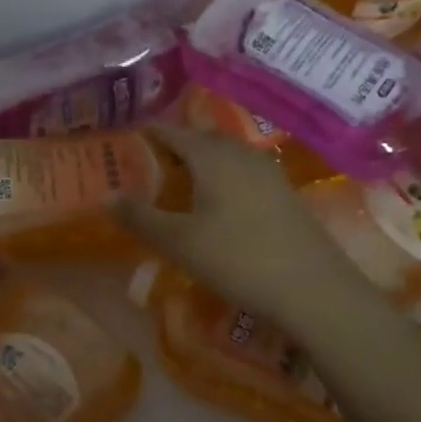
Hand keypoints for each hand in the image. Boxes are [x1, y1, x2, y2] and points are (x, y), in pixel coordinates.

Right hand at [113, 124, 388, 340]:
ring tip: (182, 181)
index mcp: (212, 155)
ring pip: (226, 154)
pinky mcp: (285, 193)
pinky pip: (244, 171)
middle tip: (152, 162)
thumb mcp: (179, 242)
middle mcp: (240, 153)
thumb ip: (140, 217)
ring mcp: (268, 171)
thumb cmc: (238, 259)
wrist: (314, 290)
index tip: (129, 139)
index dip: (149, 133)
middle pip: (202, 138)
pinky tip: (220, 202)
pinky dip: (224, 176)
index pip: (173, 132)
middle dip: (176, 145)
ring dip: (202, 161)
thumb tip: (106, 197)